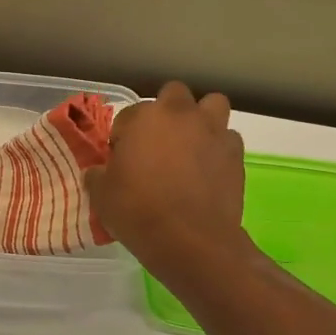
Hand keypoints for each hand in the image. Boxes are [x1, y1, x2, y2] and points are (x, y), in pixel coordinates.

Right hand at [85, 82, 251, 284]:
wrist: (190, 240)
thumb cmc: (138, 211)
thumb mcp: (102, 195)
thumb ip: (98, 175)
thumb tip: (98, 172)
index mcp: (145, 117)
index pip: (128, 115)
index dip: (123, 136)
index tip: (121, 157)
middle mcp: (182, 115)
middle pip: (175, 94)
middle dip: (166, 111)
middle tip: (157, 141)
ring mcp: (214, 133)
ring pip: (212, 106)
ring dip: (201, 119)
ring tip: (190, 145)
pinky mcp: (236, 156)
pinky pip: (228, 140)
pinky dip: (219, 148)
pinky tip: (208, 169)